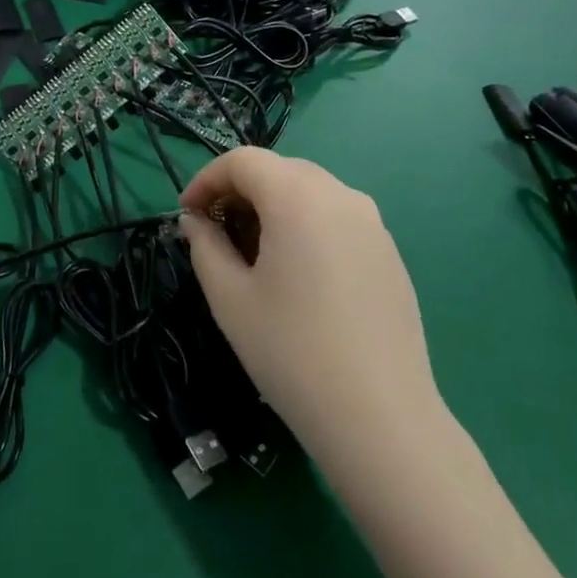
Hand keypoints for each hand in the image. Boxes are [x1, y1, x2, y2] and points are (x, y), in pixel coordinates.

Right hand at [179, 148, 435, 449]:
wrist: (380, 417)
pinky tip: (298, 274)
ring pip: (310, 191)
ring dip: (273, 206)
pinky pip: (338, 218)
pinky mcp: (389, 252)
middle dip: (240, 190)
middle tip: (215, 231)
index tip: (186, 214)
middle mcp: (340, 195)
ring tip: (254, 253)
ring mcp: (372, 222)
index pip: (243, 160)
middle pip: (279, 169)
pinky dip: (306, 225)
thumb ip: (204, 246)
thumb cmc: (291, 352)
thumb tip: (195, 222)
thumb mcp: (230, 298)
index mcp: (298, 197)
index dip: (206, 179)